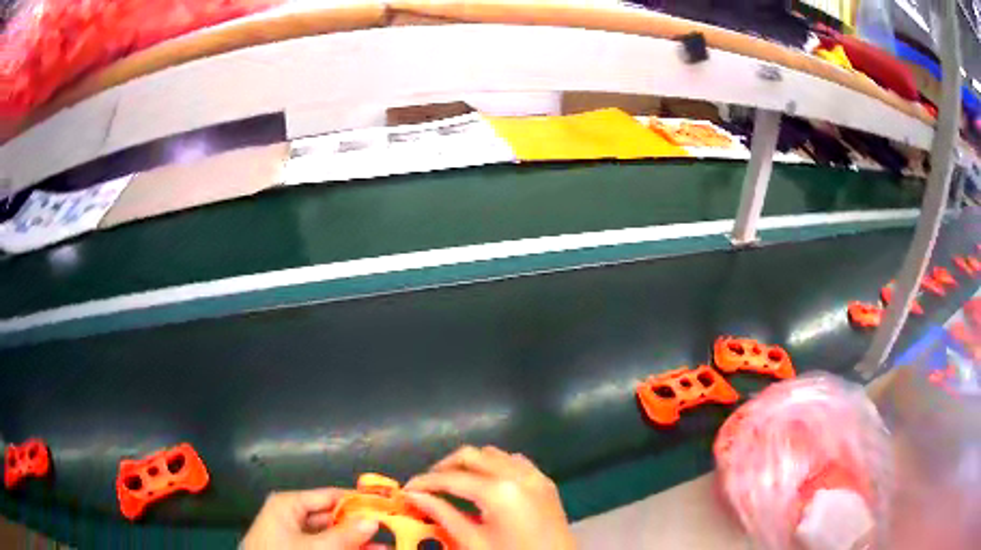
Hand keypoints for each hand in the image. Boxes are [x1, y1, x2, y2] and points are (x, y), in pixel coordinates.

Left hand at [241, 488, 379, 549]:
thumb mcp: (315, 547)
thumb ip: (345, 535)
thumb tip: (373, 520)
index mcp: (289, 504)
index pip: (330, 495)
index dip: (359, 501)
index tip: (387, 507)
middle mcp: (292, 516)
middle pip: (333, 517)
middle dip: (361, 526)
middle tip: (392, 531)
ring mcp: (294, 536)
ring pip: (332, 535)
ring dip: (357, 542)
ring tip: (387, 548)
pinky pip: (325, 547)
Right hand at [404, 446, 575, 549]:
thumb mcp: (473, 542)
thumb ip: (443, 515)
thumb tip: (414, 496)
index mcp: (498, 491)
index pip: (451, 477)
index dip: (425, 482)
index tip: (407, 489)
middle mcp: (517, 474)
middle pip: (471, 455)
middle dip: (445, 467)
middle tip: (428, 486)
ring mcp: (535, 476)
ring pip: (493, 454)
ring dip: (470, 464)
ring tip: (453, 484)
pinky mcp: (545, 482)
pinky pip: (515, 462)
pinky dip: (495, 465)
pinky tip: (486, 483)